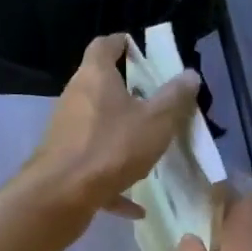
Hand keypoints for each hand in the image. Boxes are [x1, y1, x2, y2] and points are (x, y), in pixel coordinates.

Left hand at [28, 35, 200, 218]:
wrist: (61, 195)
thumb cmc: (111, 148)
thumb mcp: (155, 122)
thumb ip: (174, 99)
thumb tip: (190, 75)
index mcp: (95, 77)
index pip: (104, 45)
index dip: (121, 43)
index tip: (137, 49)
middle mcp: (75, 99)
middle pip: (99, 88)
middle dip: (125, 94)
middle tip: (153, 102)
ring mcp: (66, 133)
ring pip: (97, 130)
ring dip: (120, 138)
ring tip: (147, 149)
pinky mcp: (64, 166)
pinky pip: (95, 170)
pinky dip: (114, 183)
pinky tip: (136, 207)